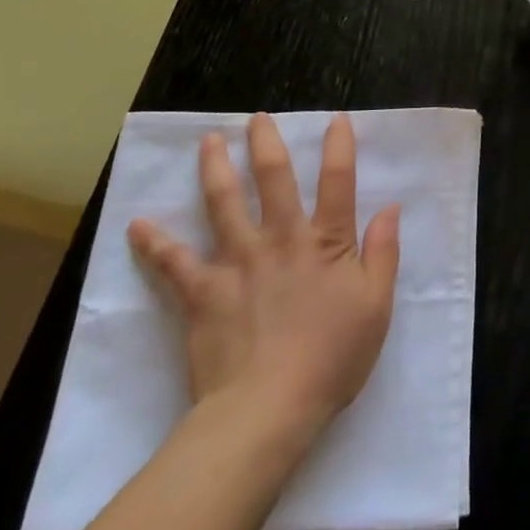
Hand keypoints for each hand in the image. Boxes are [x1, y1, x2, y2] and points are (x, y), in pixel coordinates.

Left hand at [127, 113, 401, 436]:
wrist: (267, 411)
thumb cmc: (331, 359)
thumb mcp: (376, 307)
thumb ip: (383, 253)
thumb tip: (391, 207)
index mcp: (325, 241)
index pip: (337, 181)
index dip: (339, 147)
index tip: (335, 120)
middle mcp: (280, 238)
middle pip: (273, 178)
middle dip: (265, 142)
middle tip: (256, 118)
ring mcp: (238, 262)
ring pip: (223, 204)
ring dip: (215, 169)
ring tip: (208, 142)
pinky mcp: (203, 293)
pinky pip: (174, 263)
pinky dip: (155, 243)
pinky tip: (137, 225)